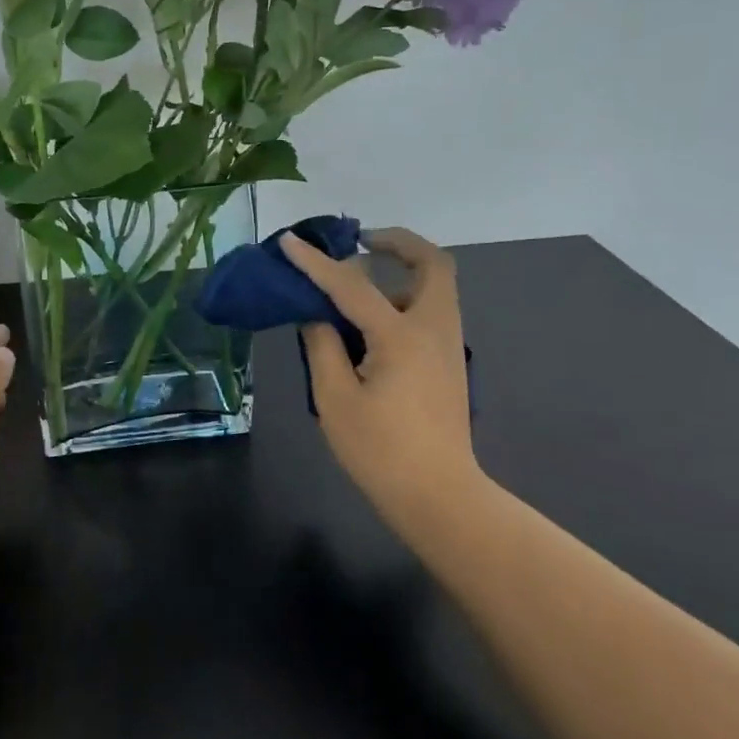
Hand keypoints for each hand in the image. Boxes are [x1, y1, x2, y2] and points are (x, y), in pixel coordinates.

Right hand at [280, 227, 484, 532]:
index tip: (290, 241)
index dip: (316, 263)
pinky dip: (405, 299)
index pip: (352, 285)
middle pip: (433, 264)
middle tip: (361, 243)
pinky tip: (372, 325)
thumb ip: (323, 347)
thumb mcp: (336, 399)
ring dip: (402, 272)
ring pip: (436, 287)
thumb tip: (315, 316)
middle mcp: (434, 330)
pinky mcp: (448, 365)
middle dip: (398, 243)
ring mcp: (448, 347)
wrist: (438, 497)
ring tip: (358, 286)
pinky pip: (431, 312)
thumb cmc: (381, 451)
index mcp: (402, 336)